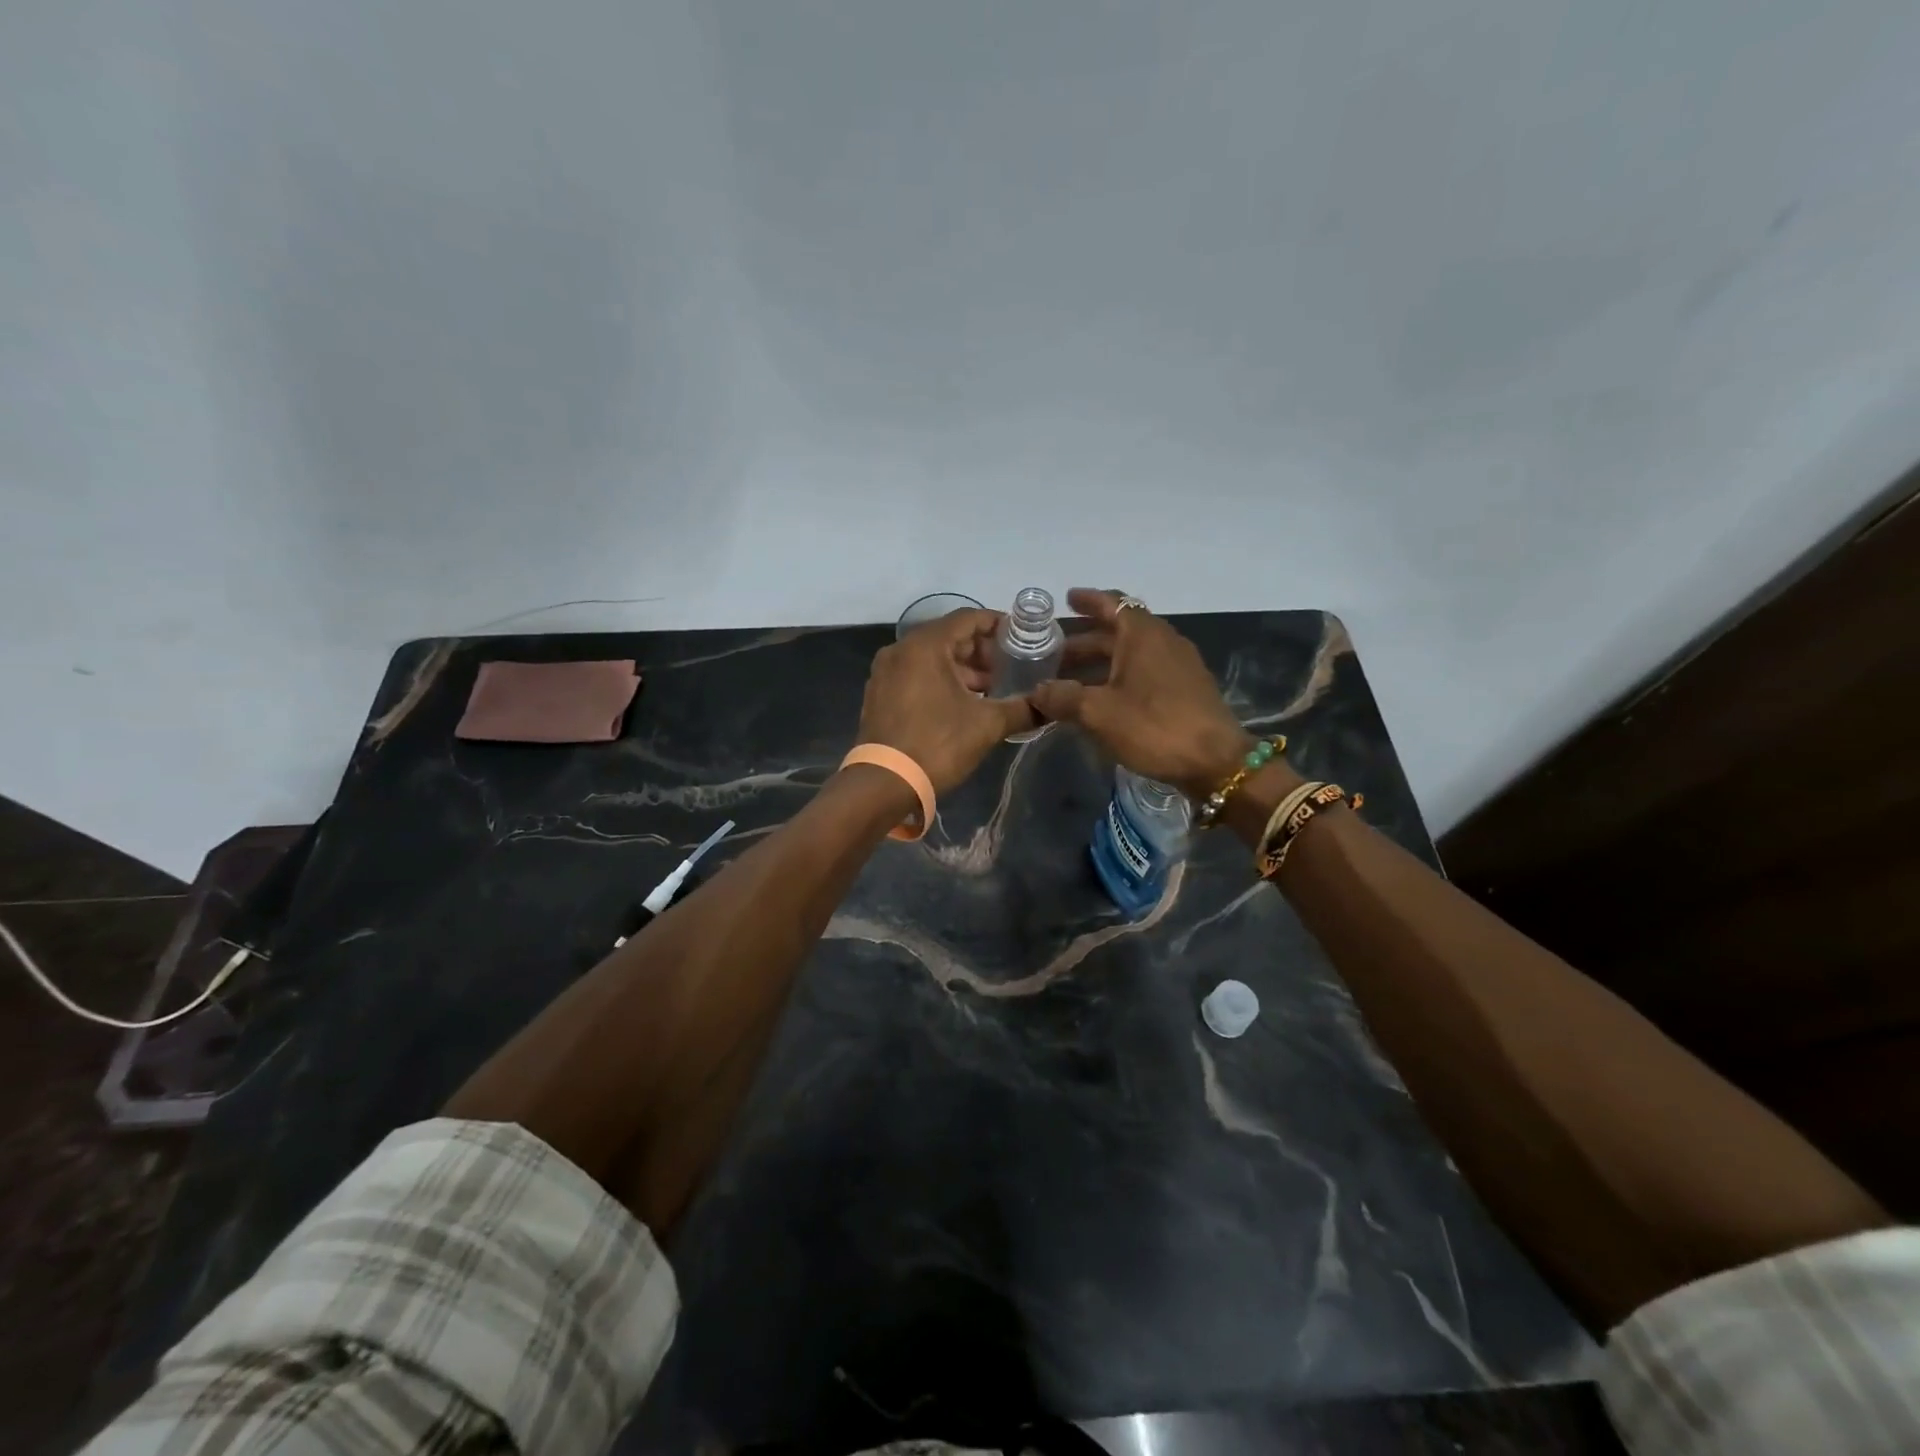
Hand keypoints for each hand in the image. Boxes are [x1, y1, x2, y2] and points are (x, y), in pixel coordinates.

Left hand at [857, 610, 1037, 793]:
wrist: (884, 783)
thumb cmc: (937, 744)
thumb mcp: (987, 725)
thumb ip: (1022, 709)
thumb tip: (1050, 707)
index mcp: (925, 645)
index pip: (968, 618)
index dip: (998, 625)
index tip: (1022, 638)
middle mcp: (900, 650)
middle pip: (949, 637)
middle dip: (982, 652)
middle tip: (1010, 670)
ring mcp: (885, 672)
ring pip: (932, 658)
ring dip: (963, 670)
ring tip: (991, 691)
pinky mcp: (879, 694)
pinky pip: (916, 675)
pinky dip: (941, 681)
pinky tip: (963, 704)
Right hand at [1030, 589, 1252, 797]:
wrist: (1215, 761)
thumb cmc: (1154, 726)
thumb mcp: (1098, 712)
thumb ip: (1063, 698)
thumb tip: (1037, 692)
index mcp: (1142, 634)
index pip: (1112, 603)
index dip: (1088, 600)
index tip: (1066, 599)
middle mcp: (1163, 641)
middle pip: (1119, 631)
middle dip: (1085, 641)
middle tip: (1053, 654)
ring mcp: (1178, 665)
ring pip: (1131, 654)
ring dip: (1101, 663)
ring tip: (1070, 680)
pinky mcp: (1185, 690)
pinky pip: (1145, 672)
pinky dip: (1120, 677)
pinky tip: (1102, 700)